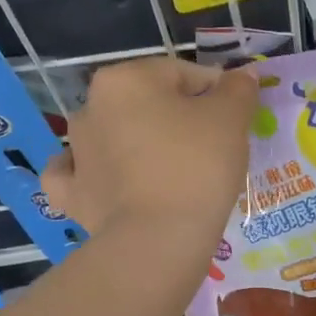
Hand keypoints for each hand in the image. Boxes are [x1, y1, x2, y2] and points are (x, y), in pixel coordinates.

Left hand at [41, 58, 256, 242]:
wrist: (159, 240)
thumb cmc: (197, 169)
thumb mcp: (231, 121)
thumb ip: (238, 90)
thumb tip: (243, 75)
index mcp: (125, 79)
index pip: (183, 76)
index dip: (216, 97)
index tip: (235, 124)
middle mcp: (91, 108)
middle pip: (146, 107)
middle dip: (175, 123)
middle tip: (209, 155)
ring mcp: (76, 154)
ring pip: (112, 138)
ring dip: (136, 147)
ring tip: (169, 176)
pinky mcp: (72, 196)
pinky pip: (77, 177)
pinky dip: (91, 176)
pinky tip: (105, 181)